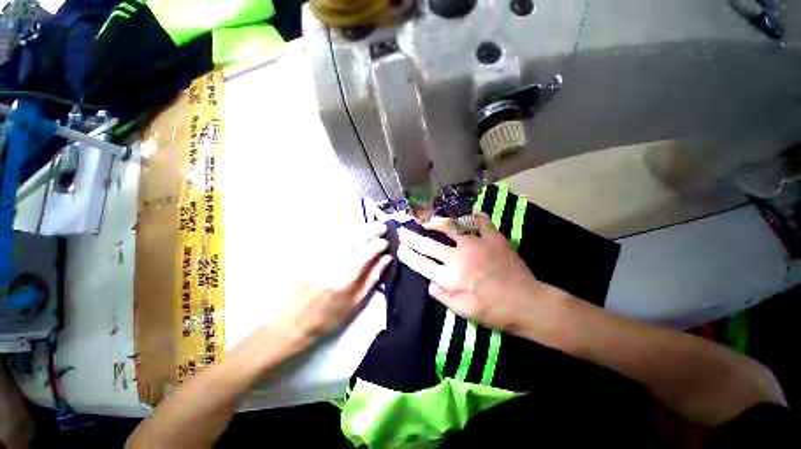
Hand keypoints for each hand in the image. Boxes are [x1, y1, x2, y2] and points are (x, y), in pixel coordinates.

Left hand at [277, 223, 391, 349]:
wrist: (292, 323)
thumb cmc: (329, 318)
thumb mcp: (356, 303)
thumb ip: (373, 278)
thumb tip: (386, 258)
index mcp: (343, 278)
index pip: (365, 251)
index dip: (379, 244)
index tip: (387, 243)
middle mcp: (329, 262)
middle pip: (353, 237)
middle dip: (370, 229)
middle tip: (382, 227)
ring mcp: (316, 256)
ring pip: (341, 233)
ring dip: (358, 228)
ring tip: (370, 227)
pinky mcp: (308, 254)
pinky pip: (329, 236)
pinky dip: (343, 231)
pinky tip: (351, 232)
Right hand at [397, 213, 561, 333]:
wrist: (526, 303)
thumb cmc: (492, 311)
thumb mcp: (461, 312)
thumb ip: (441, 295)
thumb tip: (429, 282)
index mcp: (449, 278)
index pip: (420, 263)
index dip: (407, 254)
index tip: (399, 248)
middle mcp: (457, 258)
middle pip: (427, 244)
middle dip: (411, 237)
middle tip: (402, 230)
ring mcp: (475, 244)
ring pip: (450, 226)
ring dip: (436, 222)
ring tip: (428, 221)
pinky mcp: (492, 237)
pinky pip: (480, 220)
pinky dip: (472, 216)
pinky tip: (467, 214)